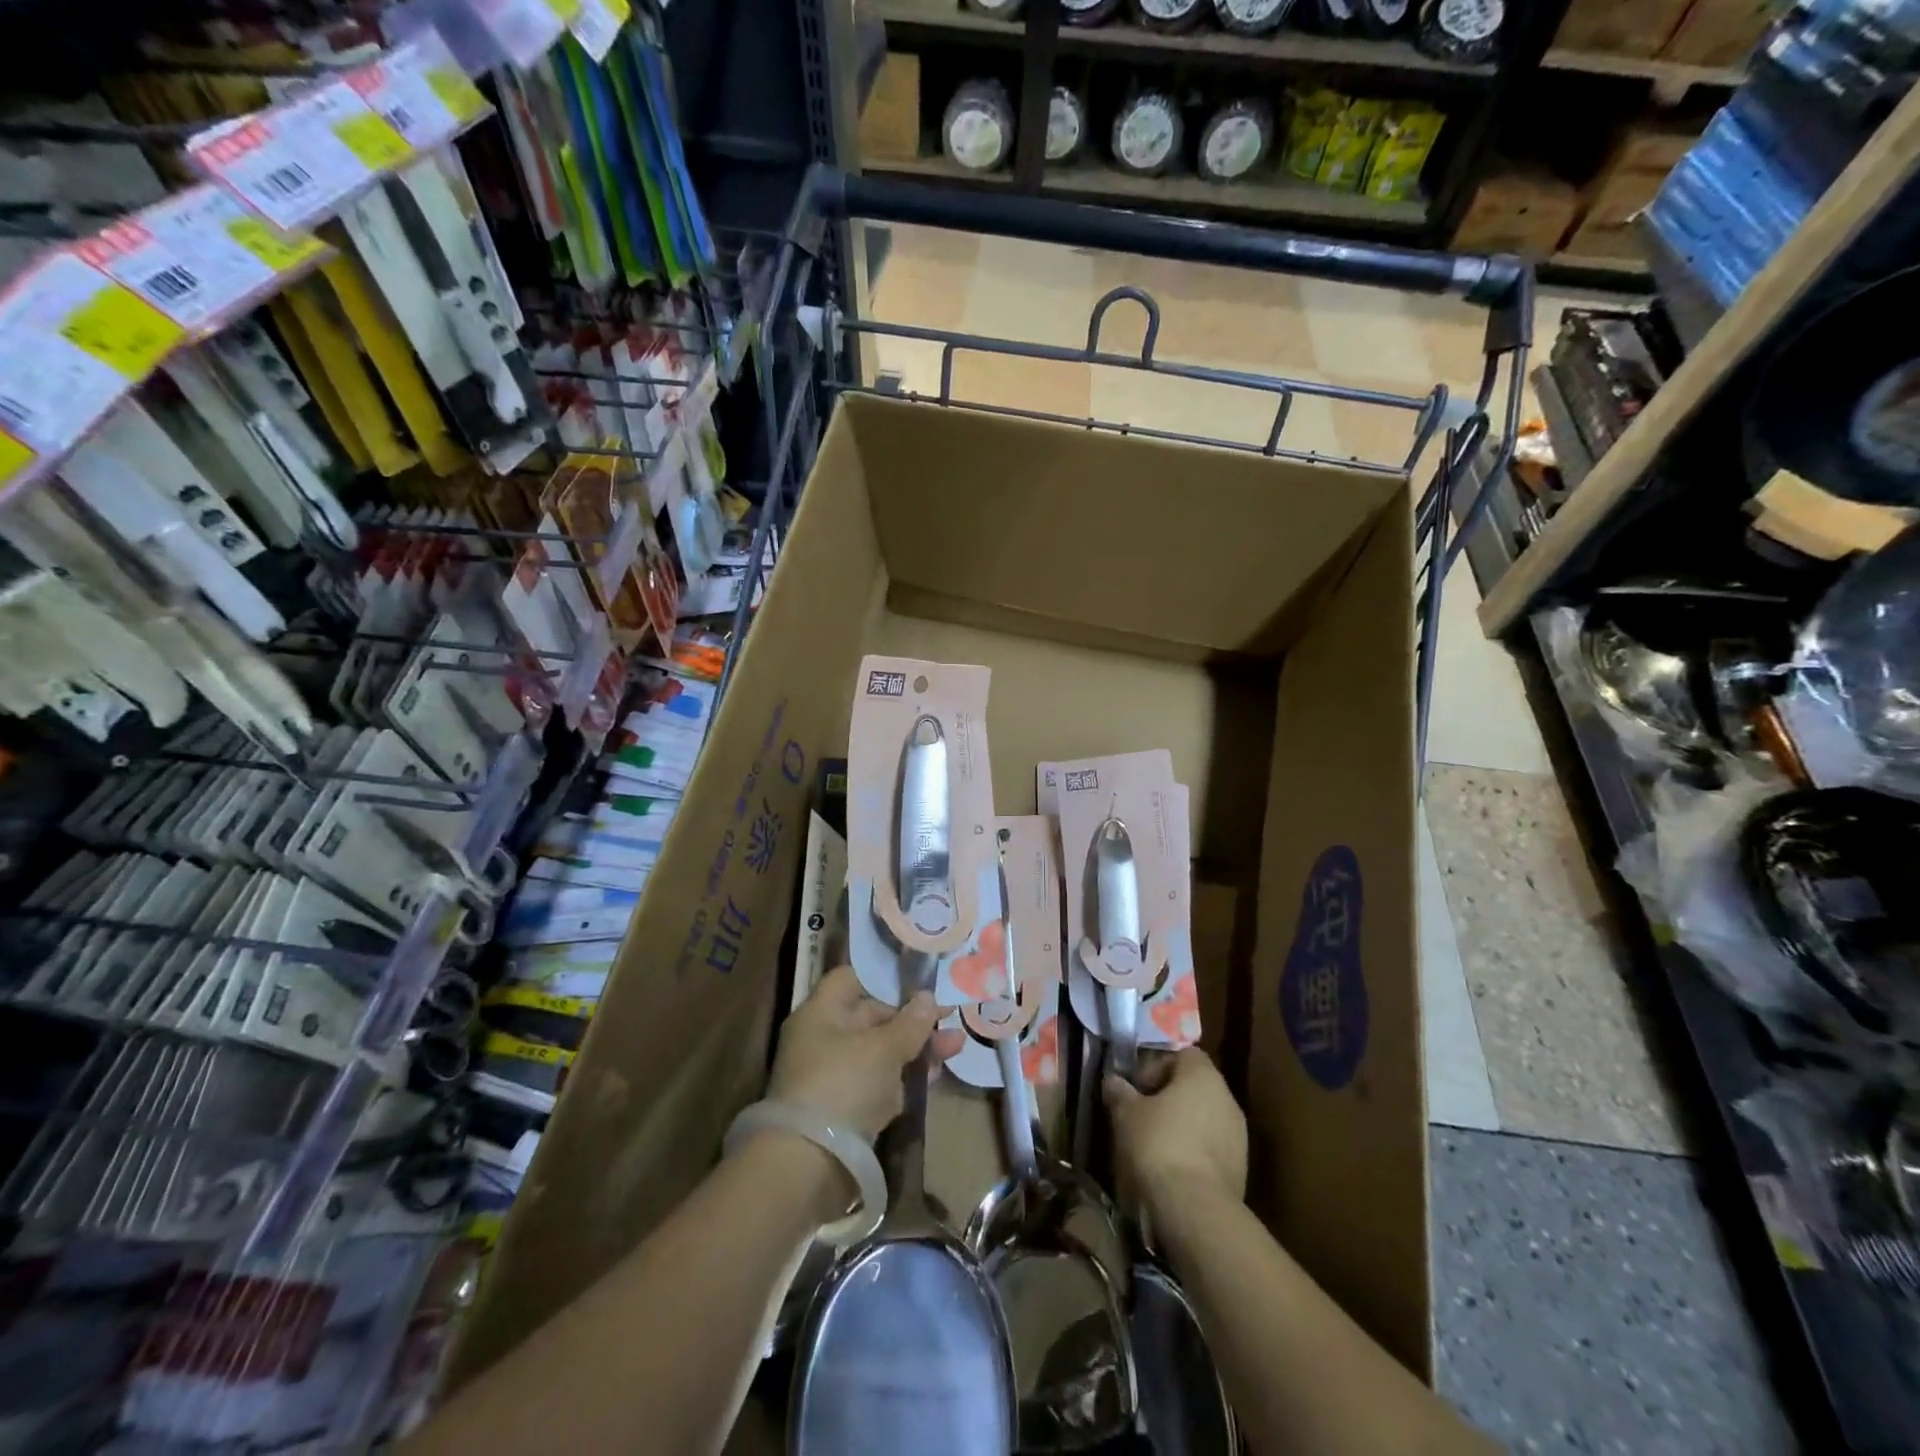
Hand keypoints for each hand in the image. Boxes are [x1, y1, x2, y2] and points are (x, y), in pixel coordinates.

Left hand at [768, 965, 965, 1141]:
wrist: (809, 1165)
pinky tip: (934, 1077)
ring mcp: (833, 1076)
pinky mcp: (844, 1110)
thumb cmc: (844, 1085)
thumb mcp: (884, 1048)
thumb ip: (910, 1023)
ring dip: (915, 1049)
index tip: (919, 983)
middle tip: (950, 1019)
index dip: (884, 978)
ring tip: (956, 1046)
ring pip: (879, 1052)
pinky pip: (878, 1083)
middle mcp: (823, 1039)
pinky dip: (903, 1079)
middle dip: (912, 1019)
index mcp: (821, 1013)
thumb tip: (928, 997)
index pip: (851, 979)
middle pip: (871, 1017)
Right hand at [1104, 1048, 1246, 1223]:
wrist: (1196, 1209)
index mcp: (1203, 1074)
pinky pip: (1211, 1145)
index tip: (1136, 1085)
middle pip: (1193, 1085)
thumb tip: (1113, 1080)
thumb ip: (1119, 1090)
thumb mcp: (1126, 1113)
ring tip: (1153, 1143)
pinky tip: (1172, 1166)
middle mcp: (1227, 1097)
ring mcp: (1238, 1134)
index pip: (1181, 1053)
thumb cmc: (1159, 1145)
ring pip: (1203, 1116)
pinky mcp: (1241, 1166)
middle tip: (1140, 1112)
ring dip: (1181, 1123)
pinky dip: (1193, 1148)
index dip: (1155, 1064)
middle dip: (1167, 1095)